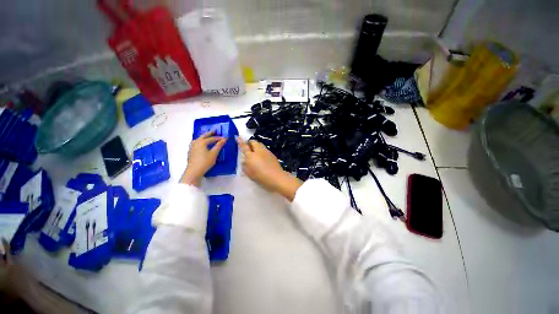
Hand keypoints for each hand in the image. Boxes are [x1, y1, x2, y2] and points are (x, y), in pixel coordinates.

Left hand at [181, 131, 226, 185]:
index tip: (225, 138)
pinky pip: (196, 143)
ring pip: (198, 139)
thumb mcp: (214, 154)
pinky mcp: (191, 151)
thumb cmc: (205, 162)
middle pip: (203, 136)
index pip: (212, 138)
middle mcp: (196, 142)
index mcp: (202, 142)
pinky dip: (200, 141)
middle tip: (214, 131)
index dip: (219, 138)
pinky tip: (201, 144)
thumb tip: (224, 139)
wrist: (194, 171)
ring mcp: (192, 147)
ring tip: (207, 136)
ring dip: (204, 136)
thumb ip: (219, 146)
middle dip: (210, 133)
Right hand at [236, 137, 301, 201]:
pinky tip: (262, 158)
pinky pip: (265, 149)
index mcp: (251, 155)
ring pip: (260, 144)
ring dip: (256, 146)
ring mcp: (266, 152)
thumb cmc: (260, 177)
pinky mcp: (272, 154)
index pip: (244, 146)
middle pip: (254, 142)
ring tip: (255, 152)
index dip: (240, 141)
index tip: (237, 137)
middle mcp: (259, 151)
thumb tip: (244, 161)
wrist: (276, 177)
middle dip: (250, 142)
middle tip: (248, 147)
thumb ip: (245, 166)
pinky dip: (262, 151)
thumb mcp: (249, 173)